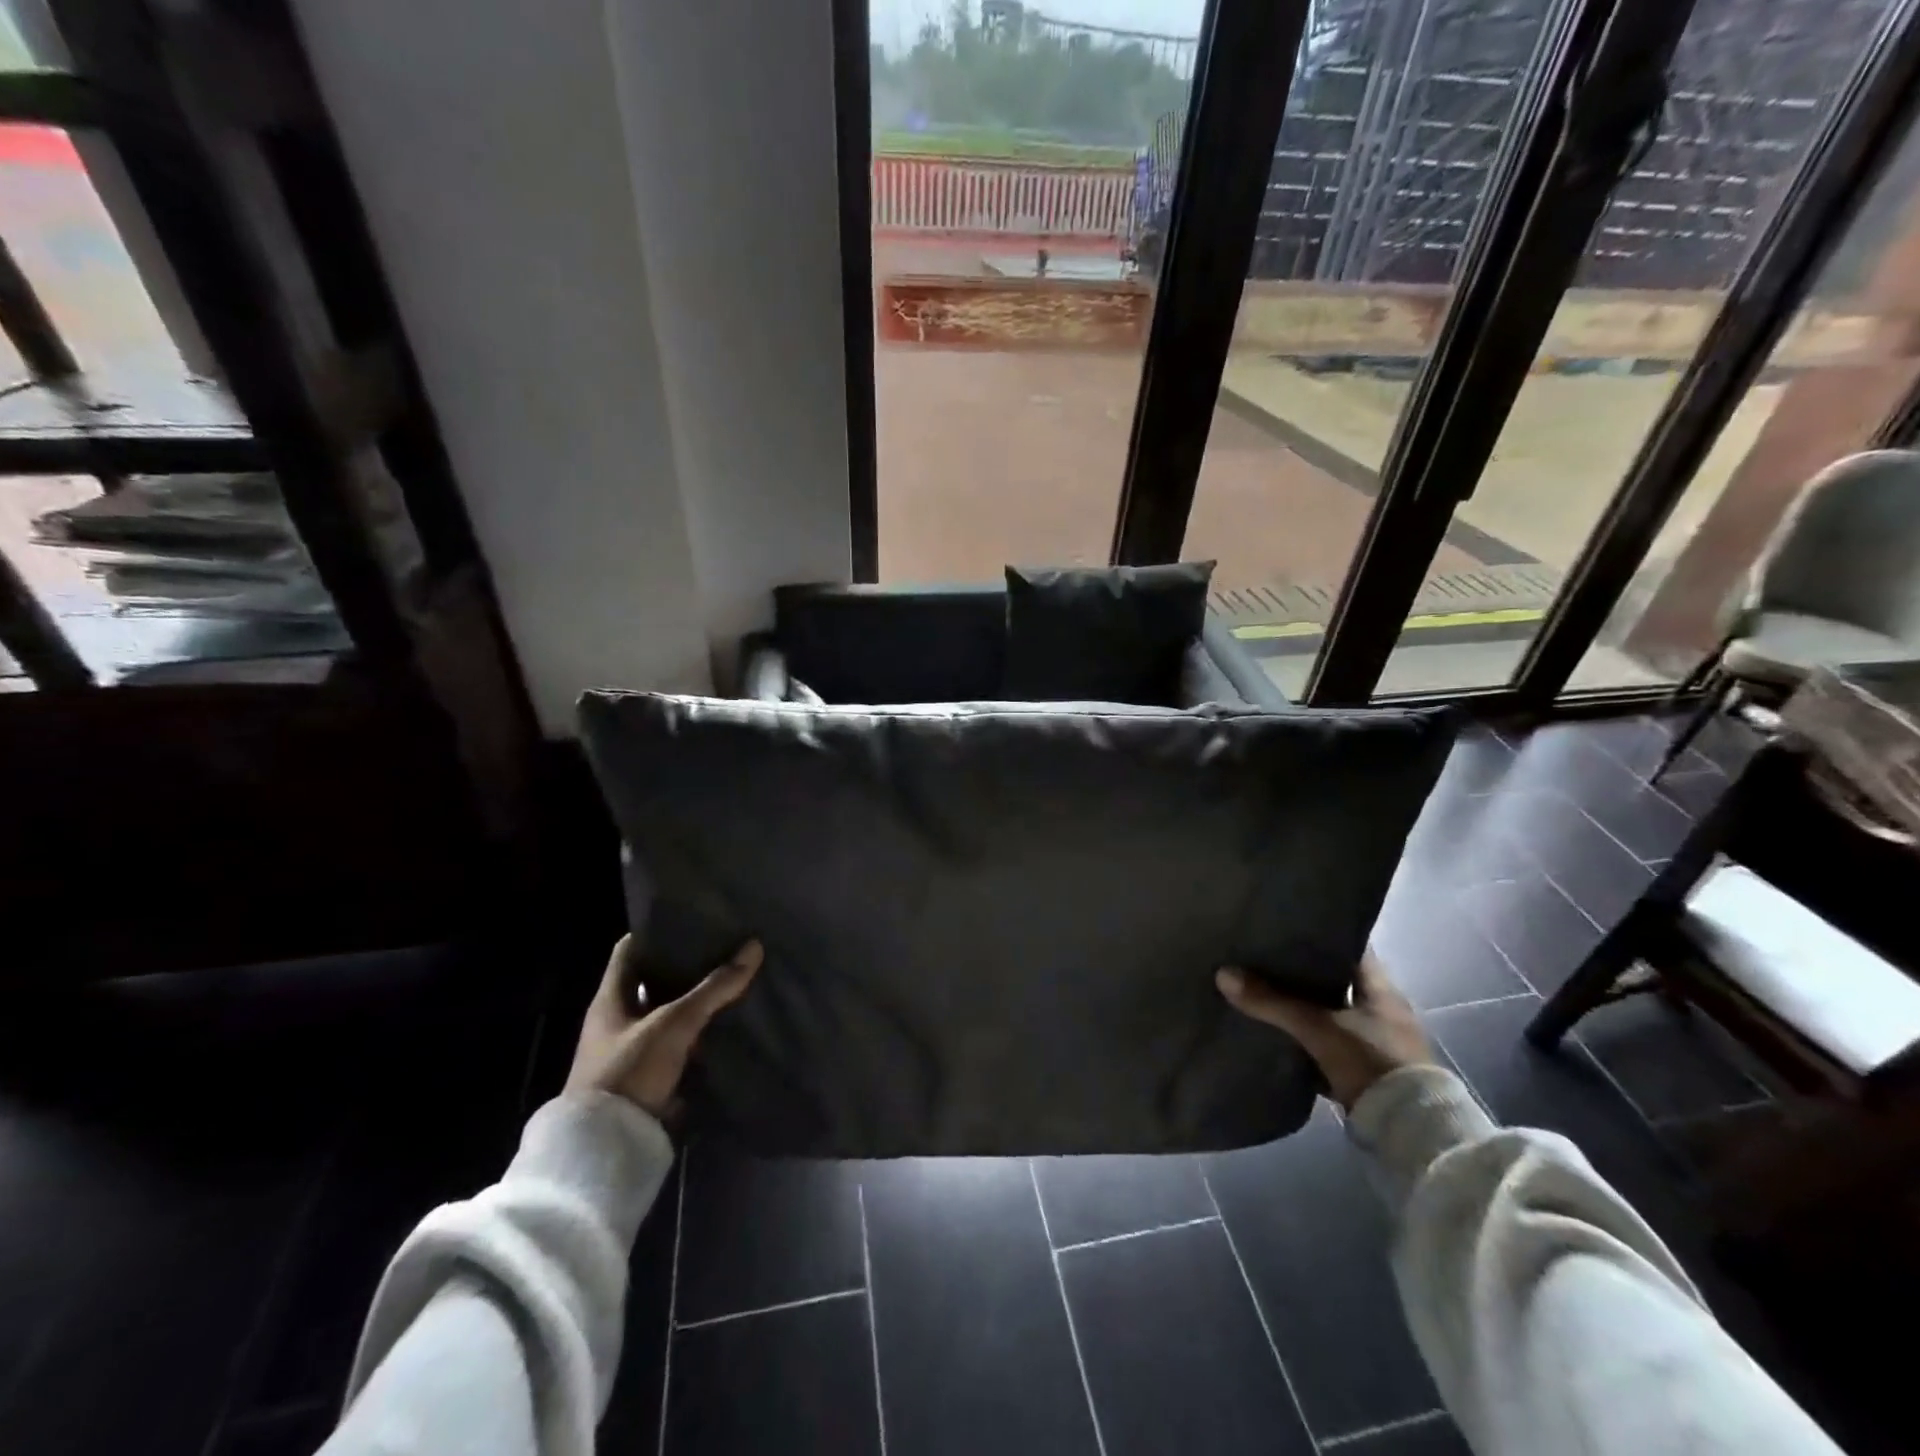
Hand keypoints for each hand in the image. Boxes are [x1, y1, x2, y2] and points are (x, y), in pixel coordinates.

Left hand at [566, 935, 762, 1116]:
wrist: (607, 1148)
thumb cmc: (628, 1071)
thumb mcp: (673, 1024)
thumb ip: (713, 988)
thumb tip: (754, 947)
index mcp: (610, 998)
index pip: (629, 949)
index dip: (656, 930)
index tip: (691, 917)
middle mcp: (617, 1019)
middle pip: (653, 980)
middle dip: (685, 965)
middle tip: (724, 946)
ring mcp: (633, 1049)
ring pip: (669, 1013)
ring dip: (695, 1001)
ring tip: (734, 978)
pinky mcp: (649, 1076)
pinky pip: (679, 1043)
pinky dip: (700, 1033)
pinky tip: (729, 1023)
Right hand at [1215, 951, 1434, 1109]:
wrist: (1408, 1131)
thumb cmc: (1372, 1062)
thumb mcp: (1318, 1028)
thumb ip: (1273, 1002)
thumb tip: (1223, 974)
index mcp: (1381, 989)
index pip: (1351, 947)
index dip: (1321, 934)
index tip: (1287, 925)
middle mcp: (1382, 1010)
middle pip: (1337, 979)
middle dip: (1304, 971)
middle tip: (1264, 957)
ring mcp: (1376, 1041)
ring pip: (1331, 1011)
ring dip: (1305, 1005)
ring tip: (1265, 991)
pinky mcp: (1367, 1070)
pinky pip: (1330, 1042)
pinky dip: (1308, 1038)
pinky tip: (1280, 1033)